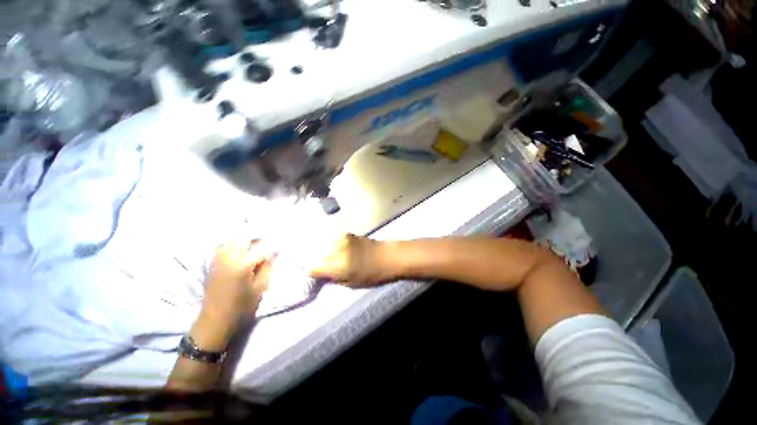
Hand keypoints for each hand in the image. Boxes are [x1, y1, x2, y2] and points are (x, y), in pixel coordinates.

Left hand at [201, 241, 270, 326]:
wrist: (215, 320)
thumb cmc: (241, 306)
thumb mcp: (260, 288)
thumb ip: (267, 268)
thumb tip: (273, 253)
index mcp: (242, 264)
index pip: (261, 248)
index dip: (272, 247)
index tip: (279, 248)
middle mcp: (229, 258)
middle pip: (244, 238)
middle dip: (257, 238)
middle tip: (266, 244)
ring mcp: (218, 259)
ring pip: (232, 240)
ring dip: (244, 240)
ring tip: (253, 245)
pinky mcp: (212, 263)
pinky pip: (223, 246)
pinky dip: (232, 244)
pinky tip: (239, 250)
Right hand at [307, 233, 394, 285]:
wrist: (387, 256)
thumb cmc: (372, 274)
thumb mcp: (351, 283)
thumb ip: (333, 279)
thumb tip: (320, 275)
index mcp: (337, 266)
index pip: (312, 268)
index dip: (312, 273)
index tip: (315, 275)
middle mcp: (336, 250)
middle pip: (316, 255)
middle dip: (316, 261)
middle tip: (321, 266)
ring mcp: (341, 239)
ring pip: (322, 245)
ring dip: (322, 251)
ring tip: (328, 257)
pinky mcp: (346, 233)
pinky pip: (331, 239)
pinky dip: (330, 244)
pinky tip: (335, 249)